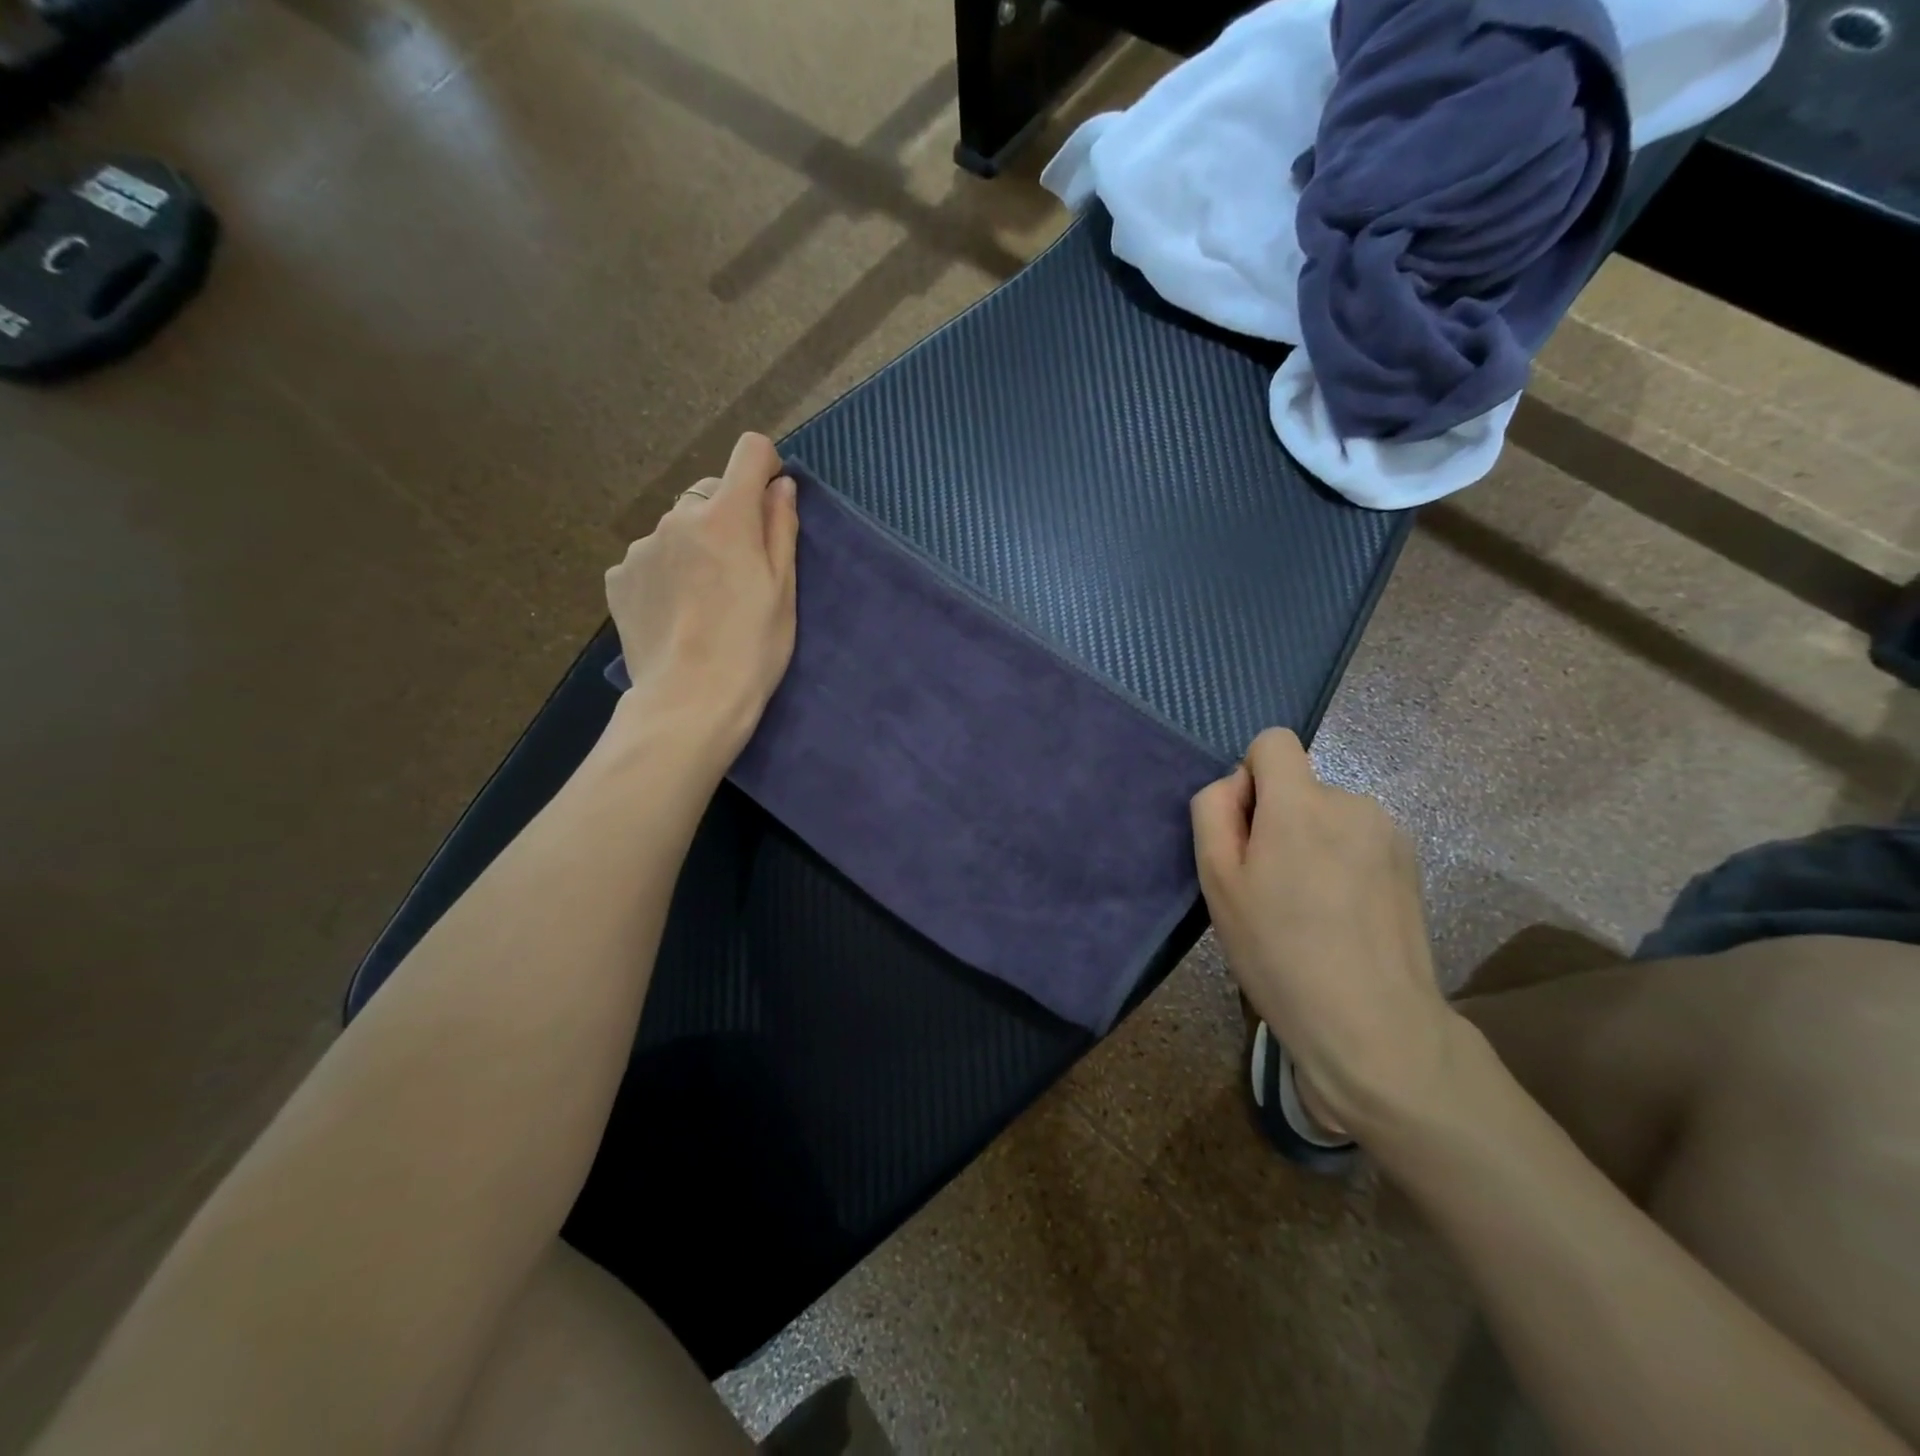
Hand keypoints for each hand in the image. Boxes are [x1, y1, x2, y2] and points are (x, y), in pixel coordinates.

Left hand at [605, 433, 798, 760]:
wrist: (690, 701)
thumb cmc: (753, 647)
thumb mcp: (783, 590)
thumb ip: (781, 528)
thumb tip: (780, 485)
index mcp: (727, 517)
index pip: (749, 452)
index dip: (765, 466)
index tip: (772, 498)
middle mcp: (679, 518)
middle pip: (711, 492)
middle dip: (729, 515)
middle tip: (740, 568)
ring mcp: (641, 547)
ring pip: (677, 528)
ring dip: (693, 545)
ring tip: (702, 600)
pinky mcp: (618, 577)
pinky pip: (649, 558)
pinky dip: (664, 572)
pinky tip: (675, 613)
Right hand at [1191, 728, 1458, 1138]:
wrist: (1373, 1024)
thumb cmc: (1278, 952)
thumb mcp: (1217, 881)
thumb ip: (1214, 811)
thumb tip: (1237, 785)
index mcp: (1301, 803)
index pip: (1273, 741)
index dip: (1250, 776)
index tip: (1247, 830)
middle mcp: (1352, 802)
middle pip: (1299, 785)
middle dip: (1278, 818)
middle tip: (1269, 886)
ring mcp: (1389, 832)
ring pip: (1328, 814)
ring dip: (1311, 841)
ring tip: (1308, 907)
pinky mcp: (1411, 862)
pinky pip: (1357, 839)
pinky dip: (1341, 860)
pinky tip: (1342, 914)